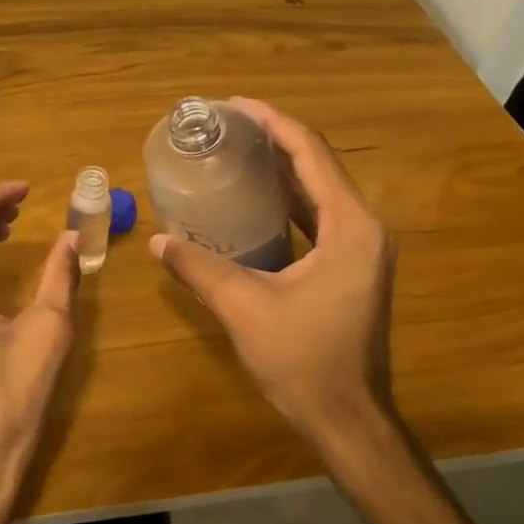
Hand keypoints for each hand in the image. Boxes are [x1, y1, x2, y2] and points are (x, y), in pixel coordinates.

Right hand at [149, 98, 401, 467]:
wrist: (347, 418)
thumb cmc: (303, 360)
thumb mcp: (243, 308)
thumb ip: (199, 268)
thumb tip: (159, 241)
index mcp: (350, 227)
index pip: (311, 154)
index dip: (272, 123)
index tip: (233, 105)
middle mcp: (365, 228)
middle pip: (318, 166)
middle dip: (274, 141)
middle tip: (227, 128)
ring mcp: (363, 250)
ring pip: (320, 192)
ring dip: (282, 170)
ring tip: (237, 154)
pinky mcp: (353, 269)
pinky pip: (320, 219)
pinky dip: (289, 203)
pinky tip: (255, 203)